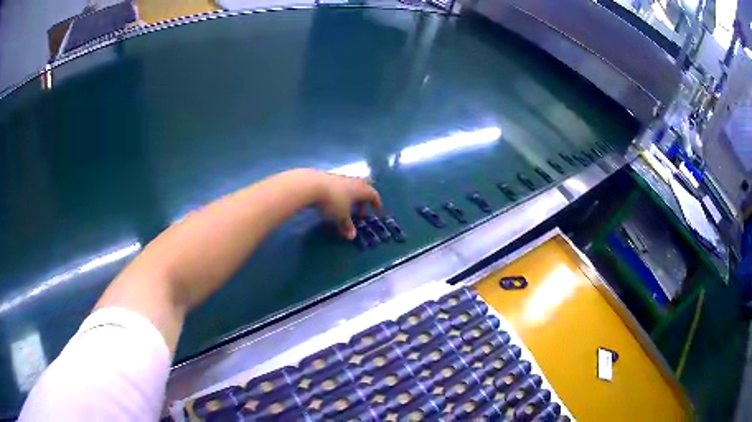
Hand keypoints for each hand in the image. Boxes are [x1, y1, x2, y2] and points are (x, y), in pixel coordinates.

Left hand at [312, 171, 381, 239]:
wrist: (311, 185)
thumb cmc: (332, 201)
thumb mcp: (341, 217)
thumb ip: (347, 226)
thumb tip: (352, 236)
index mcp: (361, 190)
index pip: (373, 195)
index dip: (376, 202)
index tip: (377, 209)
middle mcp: (353, 181)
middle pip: (364, 187)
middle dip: (364, 198)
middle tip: (361, 210)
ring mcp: (340, 178)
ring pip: (351, 186)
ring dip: (352, 196)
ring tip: (347, 207)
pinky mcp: (328, 177)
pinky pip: (340, 185)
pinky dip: (341, 193)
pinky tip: (334, 201)